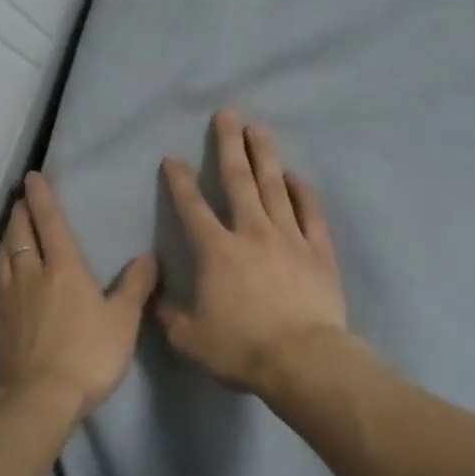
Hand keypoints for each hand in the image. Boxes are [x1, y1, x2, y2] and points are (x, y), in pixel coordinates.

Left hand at [0, 172, 158, 417]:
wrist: (39, 397)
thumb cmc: (89, 355)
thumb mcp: (124, 321)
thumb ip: (136, 286)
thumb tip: (149, 256)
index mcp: (64, 268)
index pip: (50, 222)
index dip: (42, 197)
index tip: (32, 176)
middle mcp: (30, 274)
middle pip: (20, 234)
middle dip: (20, 213)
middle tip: (19, 200)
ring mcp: (7, 298)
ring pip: (2, 256)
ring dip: (6, 237)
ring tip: (10, 229)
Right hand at [157, 110, 347, 394]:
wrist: (302, 360)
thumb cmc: (241, 349)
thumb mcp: (188, 338)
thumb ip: (167, 312)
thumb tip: (155, 292)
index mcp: (216, 251)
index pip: (192, 208)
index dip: (179, 181)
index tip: (172, 159)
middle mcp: (252, 233)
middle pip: (239, 180)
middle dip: (229, 145)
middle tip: (227, 114)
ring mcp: (290, 238)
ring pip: (275, 186)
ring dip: (265, 155)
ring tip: (258, 128)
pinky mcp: (319, 251)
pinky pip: (310, 212)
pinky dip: (302, 191)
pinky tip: (295, 176)